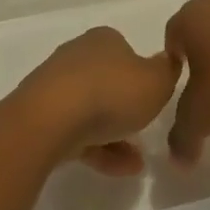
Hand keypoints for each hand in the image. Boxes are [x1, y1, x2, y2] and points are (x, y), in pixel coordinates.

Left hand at [14, 27, 178, 175]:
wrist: (51, 120)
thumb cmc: (111, 93)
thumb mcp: (157, 81)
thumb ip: (167, 71)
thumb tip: (166, 60)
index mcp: (103, 39)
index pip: (126, 50)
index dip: (142, 72)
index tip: (154, 96)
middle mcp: (77, 56)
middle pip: (107, 80)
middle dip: (126, 105)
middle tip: (145, 128)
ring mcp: (56, 86)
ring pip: (92, 109)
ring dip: (115, 134)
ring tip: (138, 162)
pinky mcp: (43, 116)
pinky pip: (77, 132)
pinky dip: (99, 149)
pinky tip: (121, 170)